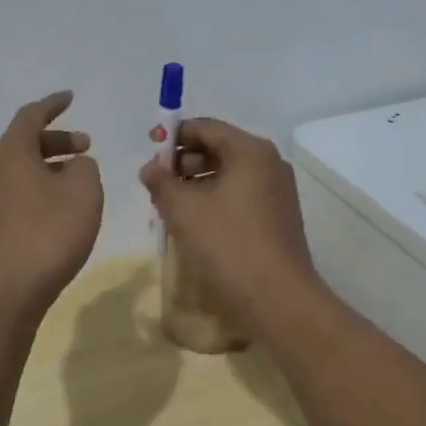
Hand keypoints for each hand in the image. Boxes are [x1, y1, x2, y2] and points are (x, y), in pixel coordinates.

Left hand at [0, 92, 102, 321]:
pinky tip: (59, 207)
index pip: (31, 115)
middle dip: (57, 140)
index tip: (70, 98)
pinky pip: (16, 192)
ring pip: (20, 169)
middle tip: (86, 148)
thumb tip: (75, 165)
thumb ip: (85, 167)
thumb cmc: (49, 233)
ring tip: (78, 179)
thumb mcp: (84, 191)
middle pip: (24, 142)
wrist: (8, 291)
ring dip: (49, 166)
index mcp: (10, 152)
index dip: (53, 105)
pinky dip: (38, 187)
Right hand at [139, 117, 321, 320]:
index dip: (172, 136)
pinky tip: (195, 223)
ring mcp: (277, 190)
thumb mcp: (183, 209)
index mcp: (250, 151)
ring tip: (170, 207)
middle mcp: (269, 163)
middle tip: (156, 185)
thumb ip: (161, 182)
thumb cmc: (228, 244)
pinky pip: (240, 194)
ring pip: (228, 173)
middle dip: (182, 162)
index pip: (204, 127)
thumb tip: (150, 168)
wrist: (278, 298)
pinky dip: (214, 199)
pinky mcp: (278, 215)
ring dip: (196, 183)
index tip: (148, 152)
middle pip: (217, 148)